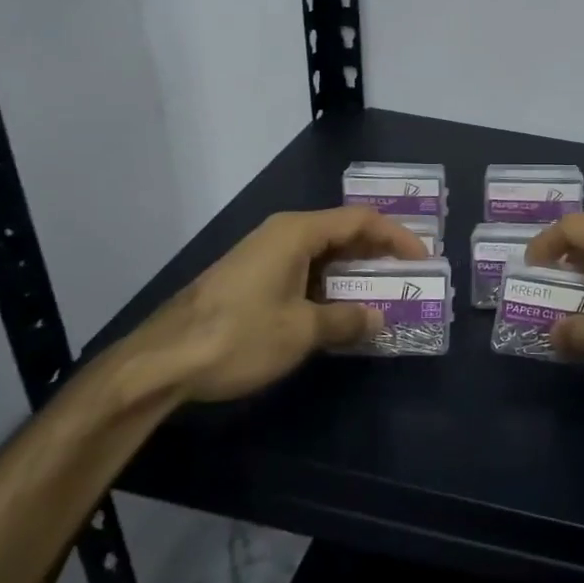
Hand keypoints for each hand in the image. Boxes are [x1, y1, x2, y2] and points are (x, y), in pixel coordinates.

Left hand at [132, 207, 428, 400]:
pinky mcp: (251, 278)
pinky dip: (328, 285)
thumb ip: (346, 320)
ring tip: (381, 295)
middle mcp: (282, 234)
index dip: (397, 237)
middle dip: (377, 253)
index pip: (360, 220)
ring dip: (353, 272)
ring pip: (322, 253)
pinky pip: (303, 270)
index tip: (422, 259)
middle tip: (407, 276)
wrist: (161, 361)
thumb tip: (378, 318)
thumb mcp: (301, 331)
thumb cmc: (239, 336)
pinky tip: (338, 311)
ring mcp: (263, 255)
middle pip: (342, 232)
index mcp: (297, 233)